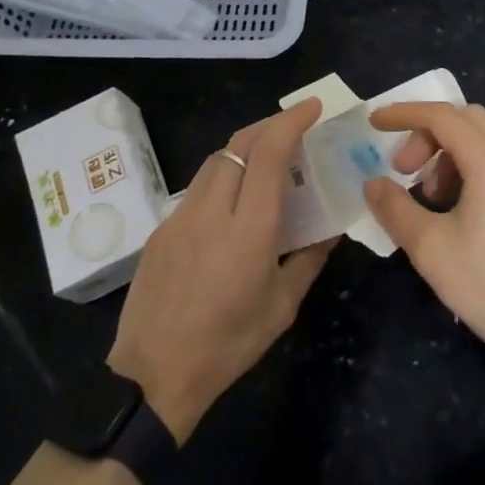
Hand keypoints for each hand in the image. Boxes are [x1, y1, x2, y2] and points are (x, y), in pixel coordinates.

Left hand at [108, 99, 336, 441]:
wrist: (153, 376)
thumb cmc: (227, 346)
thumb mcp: (281, 307)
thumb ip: (309, 260)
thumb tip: (331, 230)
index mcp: (248, 230)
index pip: (268, 154)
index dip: (291, 122)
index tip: (312, 108)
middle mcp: (211, 211)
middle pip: (238, 144)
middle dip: (270, 125)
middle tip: (296, 127)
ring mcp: (180, 216)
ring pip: (215, 160)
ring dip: (244, 147)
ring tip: (268, 157)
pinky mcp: (161, 229)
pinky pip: (198, 186)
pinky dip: (223, 175)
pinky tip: (234, 198)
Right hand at [362, 102, 484, 372]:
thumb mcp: (431, 250)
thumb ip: (396, 209)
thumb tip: (374, 184)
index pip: (441, 115)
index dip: (404, 114)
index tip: (374, 125)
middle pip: (464, 118)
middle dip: (426, 135)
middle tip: (403, 171)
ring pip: (484, 137)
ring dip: (448, 152)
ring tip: (430, 198)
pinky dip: (471, 165)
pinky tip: (460, 208)